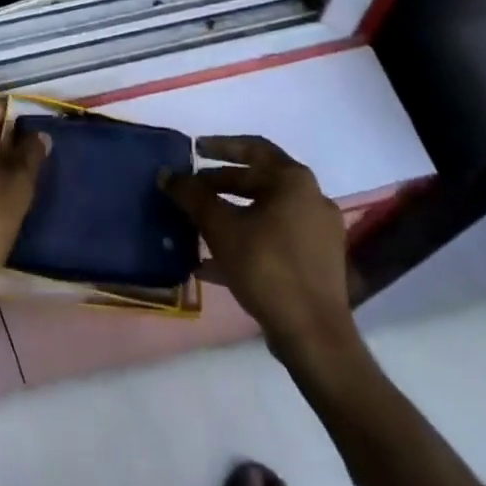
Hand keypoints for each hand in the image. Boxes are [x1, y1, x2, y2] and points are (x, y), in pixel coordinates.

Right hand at [161, 135, 356, 355]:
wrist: (315, 338)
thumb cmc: (268, 268)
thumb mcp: (221, 228)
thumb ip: (192, 196)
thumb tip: (166, 174)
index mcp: (294, 180)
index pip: (252, 147)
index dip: (220, 146)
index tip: (194, 149)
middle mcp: (311, 199)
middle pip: (258, 181)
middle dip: (220, 186)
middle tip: (191, 191)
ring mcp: (318, 234)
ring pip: (264, 214)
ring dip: (230, 216)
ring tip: (197, 225)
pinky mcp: (317, 265)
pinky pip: (275, 241)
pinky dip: (246, 243)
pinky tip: (212, 264)